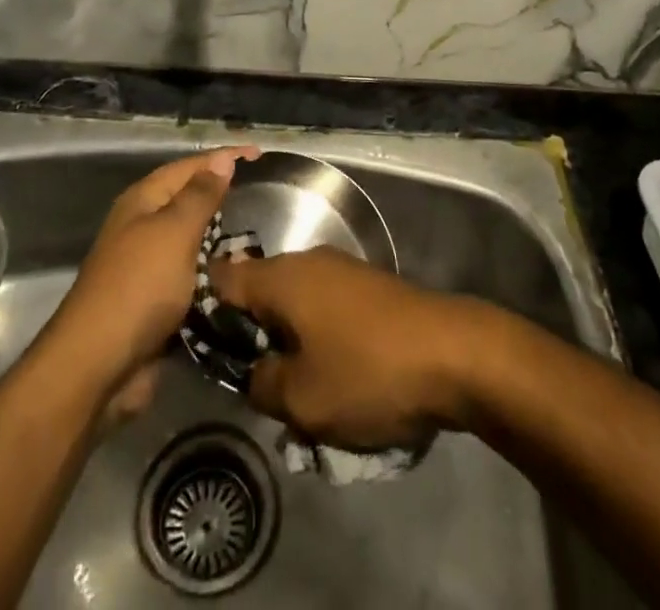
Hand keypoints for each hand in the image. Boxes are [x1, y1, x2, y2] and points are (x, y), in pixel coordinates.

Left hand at [50, 147, 259, 401]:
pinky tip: (242, 279)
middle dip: (225, 198)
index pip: (190, 167)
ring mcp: (150, 267)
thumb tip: (222, 159)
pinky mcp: (158, 304)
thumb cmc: (139, 287)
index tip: (260, 154)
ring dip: (224, 242)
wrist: (99, 368)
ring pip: (195, 244)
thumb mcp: (174, 232)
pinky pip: (194, 280)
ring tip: (263, 239)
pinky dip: (216, 278)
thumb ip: (200, 196)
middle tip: (266, 196)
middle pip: (191, 202)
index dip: (224, 158)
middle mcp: (144, 228)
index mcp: (143, 201)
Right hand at [210, 247, 485, 449]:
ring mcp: (342, 270)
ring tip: (300, 391)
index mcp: (282, 277)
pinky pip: (326, 309)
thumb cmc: (367, 372)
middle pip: (261, 292)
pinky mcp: (369, 287)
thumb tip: (256, 371)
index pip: (223, 278)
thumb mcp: (301, 398)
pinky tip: (336, 375)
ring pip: (296, 304)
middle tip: (257, 385)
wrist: (454, 353)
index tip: (206, 350)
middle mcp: (308, 261)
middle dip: (254, 337)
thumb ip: (262, 384)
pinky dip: (321, 338)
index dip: (206, 312)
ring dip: (291, 342)